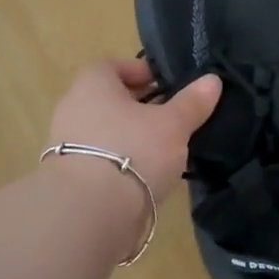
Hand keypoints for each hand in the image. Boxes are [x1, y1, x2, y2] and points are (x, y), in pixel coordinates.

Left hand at [46, 59, 221, 207]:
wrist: (91, 212)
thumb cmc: (133, 151)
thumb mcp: (173, 125)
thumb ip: (192, 102)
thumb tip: (212, 80)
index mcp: (92, 84)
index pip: (113, 66)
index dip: (140, 72)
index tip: (166, 85)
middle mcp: (73, 108)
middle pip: (109, 99)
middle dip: (139, 106)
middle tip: (171, 116)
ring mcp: (66, 144)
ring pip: (105, 131)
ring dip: (131, 136)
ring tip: (164, 149)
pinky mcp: (70, 177)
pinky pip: (100, 159)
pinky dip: (121, 162)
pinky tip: (145, 175)